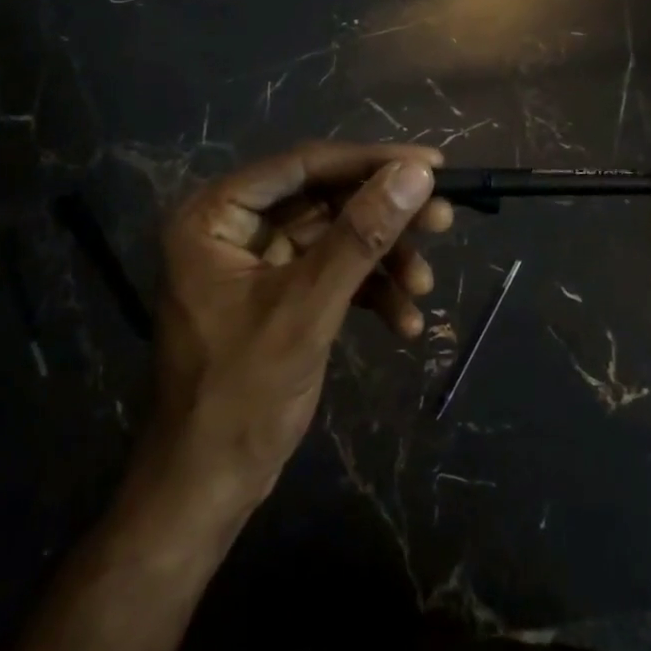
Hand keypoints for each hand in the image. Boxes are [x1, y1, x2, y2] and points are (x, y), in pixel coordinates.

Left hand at [144, 141, 452, 510]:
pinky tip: (405, 323)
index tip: (432, 164)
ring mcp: (254, 261)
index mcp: (214, 214)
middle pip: (322, 199)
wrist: (207, 489)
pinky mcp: (276, 293)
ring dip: (381, 259)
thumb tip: (416, 173)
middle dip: (382, 216)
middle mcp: (231, 226)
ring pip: (333, 236)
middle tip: (442, 220)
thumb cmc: (242, 394)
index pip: (302, 166)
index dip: (370, 161)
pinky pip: (329, 272)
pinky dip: (367, 291)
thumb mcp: (308, 308)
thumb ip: (361, 236)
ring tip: (424, 286)